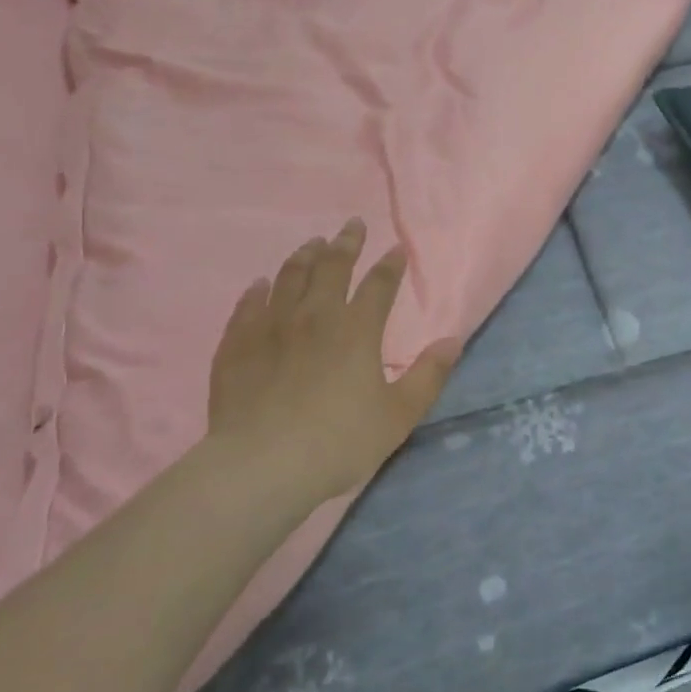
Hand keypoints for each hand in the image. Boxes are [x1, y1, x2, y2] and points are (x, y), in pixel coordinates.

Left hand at [206, 219, 460, 502]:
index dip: (391, 265)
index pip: (379, 285)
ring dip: (304, 256)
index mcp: (357, 331)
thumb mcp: (398, 415)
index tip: (397, 249)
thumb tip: (453, 340)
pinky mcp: (237, 346)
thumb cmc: (339, 442)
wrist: (262, 466)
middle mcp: (315, 317)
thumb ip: (429, 375)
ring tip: (312, 244)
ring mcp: (271, 328)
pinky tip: (260, 284)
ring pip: (289, 278)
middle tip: (352, 225)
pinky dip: (257, 291)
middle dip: (346, 244)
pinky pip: (247, 306)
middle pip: (332, 268)